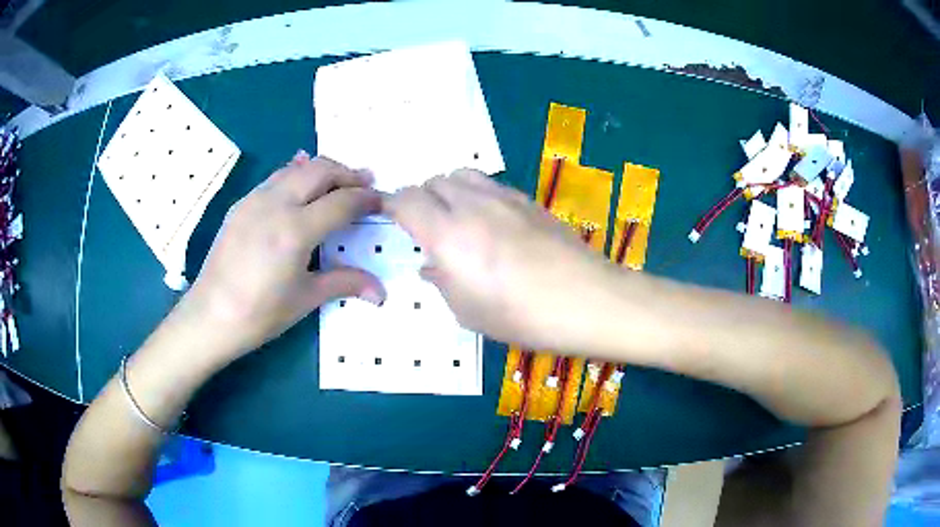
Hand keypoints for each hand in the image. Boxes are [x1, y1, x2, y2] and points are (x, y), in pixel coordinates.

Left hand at [177, 153, 385, 362]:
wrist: (210, 316)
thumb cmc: (260, 313)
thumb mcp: (306, 298)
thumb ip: (345, 283)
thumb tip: (381, 292)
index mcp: (295, 230)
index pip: (341, 201)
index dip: (367, 198)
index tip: (382, 200)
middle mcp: (276, 204)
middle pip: (320, 170)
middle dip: (348, 173)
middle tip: (365, 184)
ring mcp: (254, 200)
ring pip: (296, 168)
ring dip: (322, 170)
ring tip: (337, 183)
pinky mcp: (241, 204)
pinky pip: (275, 178)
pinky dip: (296, 177)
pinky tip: (300, 192)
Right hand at [384, 169, 617, 351]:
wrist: (585, 299)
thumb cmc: (520, 316)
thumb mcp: (468, 311)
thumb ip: (442, 282)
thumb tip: (431, 266)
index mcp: (447, 234)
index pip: (407, 199)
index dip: (392, 205)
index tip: (390, 216)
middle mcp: (471, 205)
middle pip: (433, 181)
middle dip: (421, 199)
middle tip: (425, 226)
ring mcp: (503, 197)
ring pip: (462, 175)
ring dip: (448, 190)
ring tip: (456, 219)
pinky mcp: (527, 199)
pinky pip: (489, 184)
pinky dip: (476, 195)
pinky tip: (490, 222)